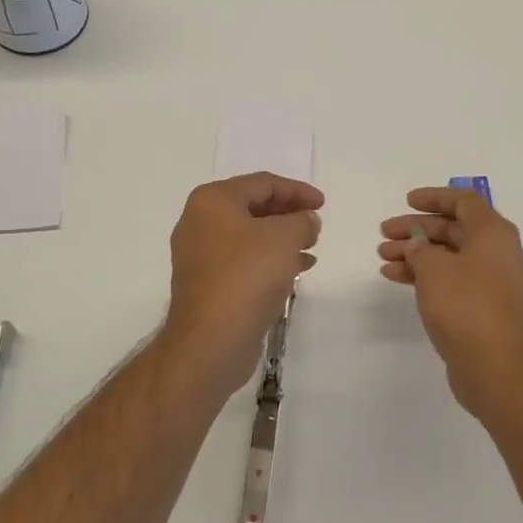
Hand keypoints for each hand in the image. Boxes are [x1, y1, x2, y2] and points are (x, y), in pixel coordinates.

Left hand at [163, 173, 322, 396]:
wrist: (211, 339)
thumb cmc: (247, 275)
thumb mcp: (285, 238)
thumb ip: (303, 220)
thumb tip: (307, 220)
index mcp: (213, 200)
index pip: (262, 183)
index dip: (297, 190)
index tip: (323, 204)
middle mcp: (200, 222)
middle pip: (253, 207)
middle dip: (288, 214)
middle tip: (315, 224)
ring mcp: (200, 255)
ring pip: (249, 236)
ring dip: (282, 238)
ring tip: (311, 247)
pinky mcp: (207, 284)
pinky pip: (243, 261)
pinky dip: (269, 260)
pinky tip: (297, 270)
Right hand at [379, 187, 522, 422]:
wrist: (497, 369)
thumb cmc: (466, 307)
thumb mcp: (434, 268)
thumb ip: (421, 248)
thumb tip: (419, 246)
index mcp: (493, 234)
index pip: (464, 201)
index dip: (434, 197)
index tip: (407, 201)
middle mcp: (497, 253)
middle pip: (452, 229)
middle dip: (416, 229)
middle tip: (384, 232)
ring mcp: (491, 282)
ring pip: (448, 256)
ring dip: (415, 253)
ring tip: (382, 256)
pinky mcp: (482, 307)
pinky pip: (450, 280)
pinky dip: (424, 275)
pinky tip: (395, 278)